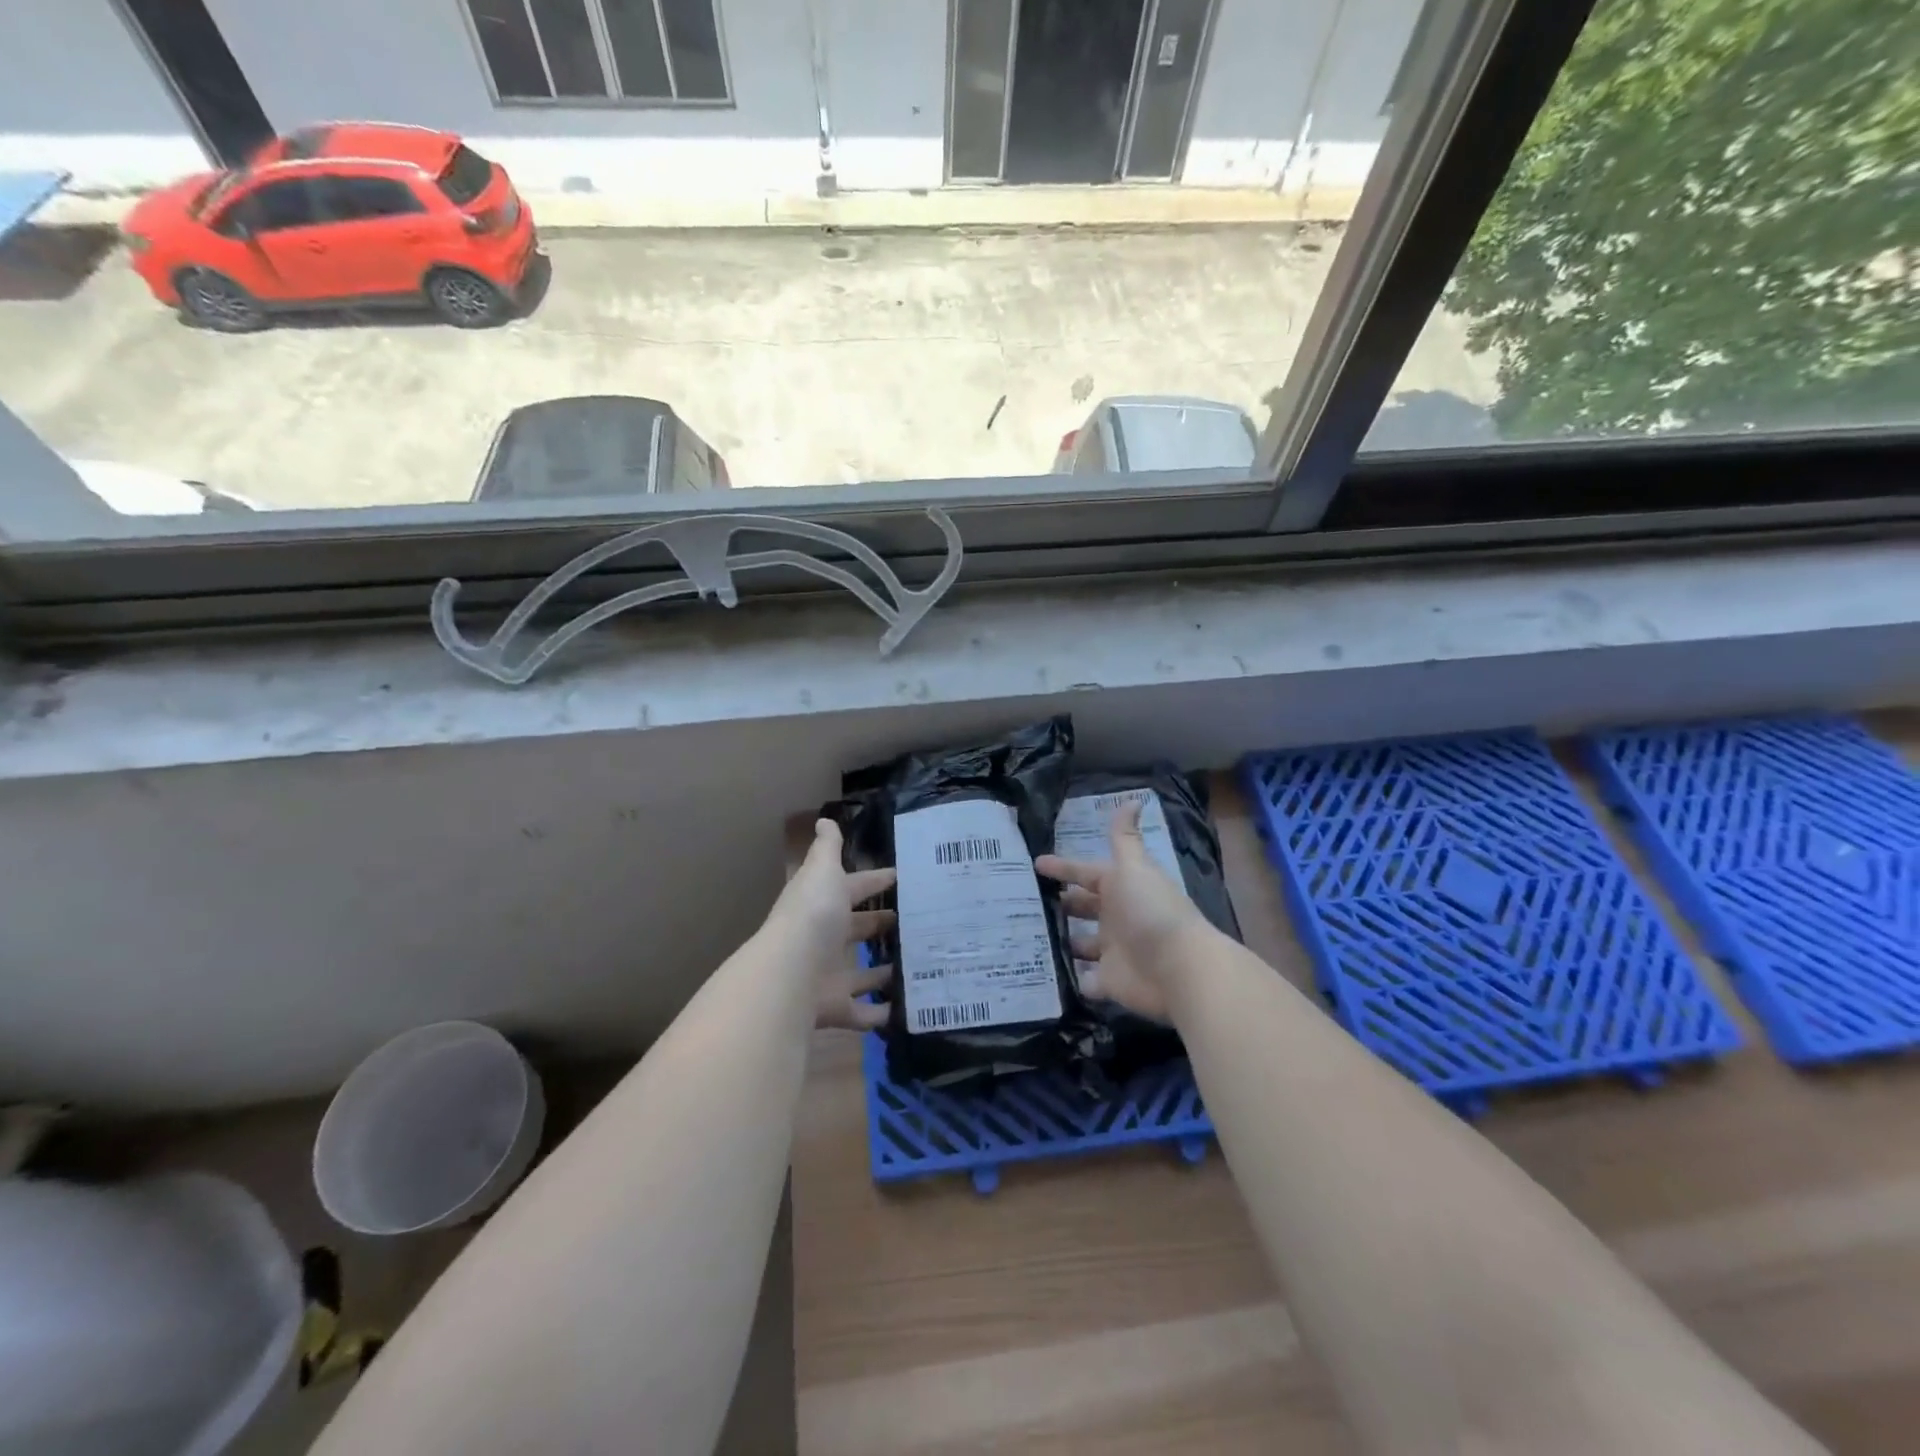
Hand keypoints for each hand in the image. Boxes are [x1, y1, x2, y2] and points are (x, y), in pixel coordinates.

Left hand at [768, 818, 896, 1031]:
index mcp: (823, 903)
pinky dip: (879, 1014)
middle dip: (880, 926)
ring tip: (916, 966)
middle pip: (856, 930)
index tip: (903, 878)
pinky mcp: (833, 1007)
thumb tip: (824, 819)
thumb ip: (827, 848)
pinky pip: (861, 1013)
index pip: (854, 888)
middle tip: (916, 924)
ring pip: (861, 974)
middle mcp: (823, 938)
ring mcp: (827, 975)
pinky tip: (904, 1010)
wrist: (789, 974)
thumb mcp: (822, 871)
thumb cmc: (813, 916)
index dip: (876, 881)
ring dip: (883, 972)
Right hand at [1036, 801, 1216, 1022]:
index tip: (1036, 863)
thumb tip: (1133, 798)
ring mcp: (1113, 952)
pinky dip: (1072, 980)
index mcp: (1120, 889)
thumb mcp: (1133, 867)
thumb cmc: (1150, 910)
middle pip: (1083, 909)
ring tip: (1027, 938)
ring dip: (1062, 942)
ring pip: (1081, 945)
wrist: (1178, 968)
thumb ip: (1124, 838)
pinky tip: (1046, 976)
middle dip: (1062, 905)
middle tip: (1027, 903)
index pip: (1086, 874)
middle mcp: (1116, 918)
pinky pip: (1086, 981)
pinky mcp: (1110, 983)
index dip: (1063, 868)